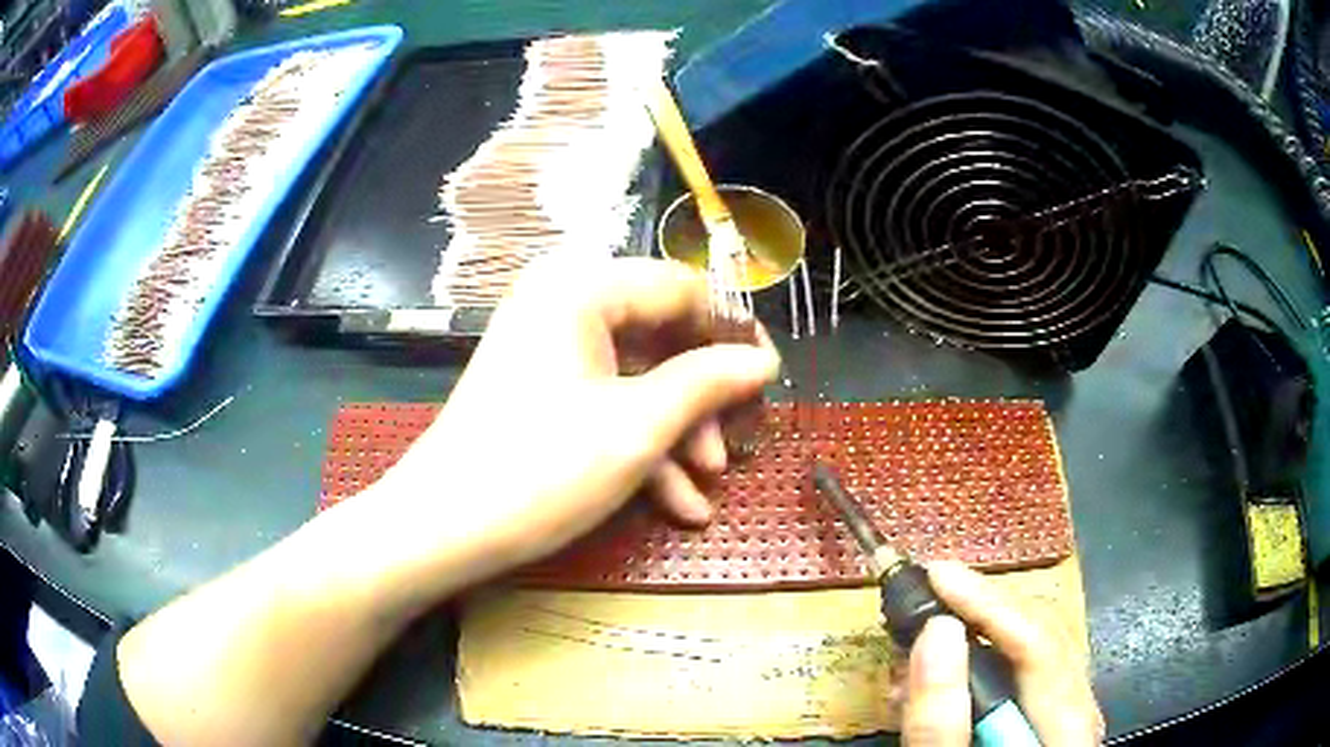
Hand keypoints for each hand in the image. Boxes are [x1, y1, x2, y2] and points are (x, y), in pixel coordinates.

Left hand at [373, 257, 779, 581]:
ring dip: (676, 432)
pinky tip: (675, 503)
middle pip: (659, 337)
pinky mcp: (538, 391)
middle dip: (702, 398)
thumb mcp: (638, 427)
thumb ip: (708, 382)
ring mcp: (547, 351)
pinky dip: (639, 446)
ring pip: (635, 378)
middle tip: (736, 443)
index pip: (681, 288)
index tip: (769, 376)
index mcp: (581, 289)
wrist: (441, 530)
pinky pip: (603, 403)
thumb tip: (764, 359)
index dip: (731, 331)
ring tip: (707, 483)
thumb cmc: (540, 470)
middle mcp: (562, 305)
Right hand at [903, 562, 1103, 745]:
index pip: (1039, 645)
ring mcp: (1065, 716)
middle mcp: (1077, 711)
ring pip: (1029, 652)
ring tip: (917, 641)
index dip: (988, 603)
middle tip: (920, 601)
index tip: (934, 575)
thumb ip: (941, 723)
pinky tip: (937, 680)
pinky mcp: (1044, 722)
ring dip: (972, 638)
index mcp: (1069, 728)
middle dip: (978, 613)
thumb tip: (935, 633)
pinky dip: (975, 669)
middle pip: (1040, 636)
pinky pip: (1019, 677)